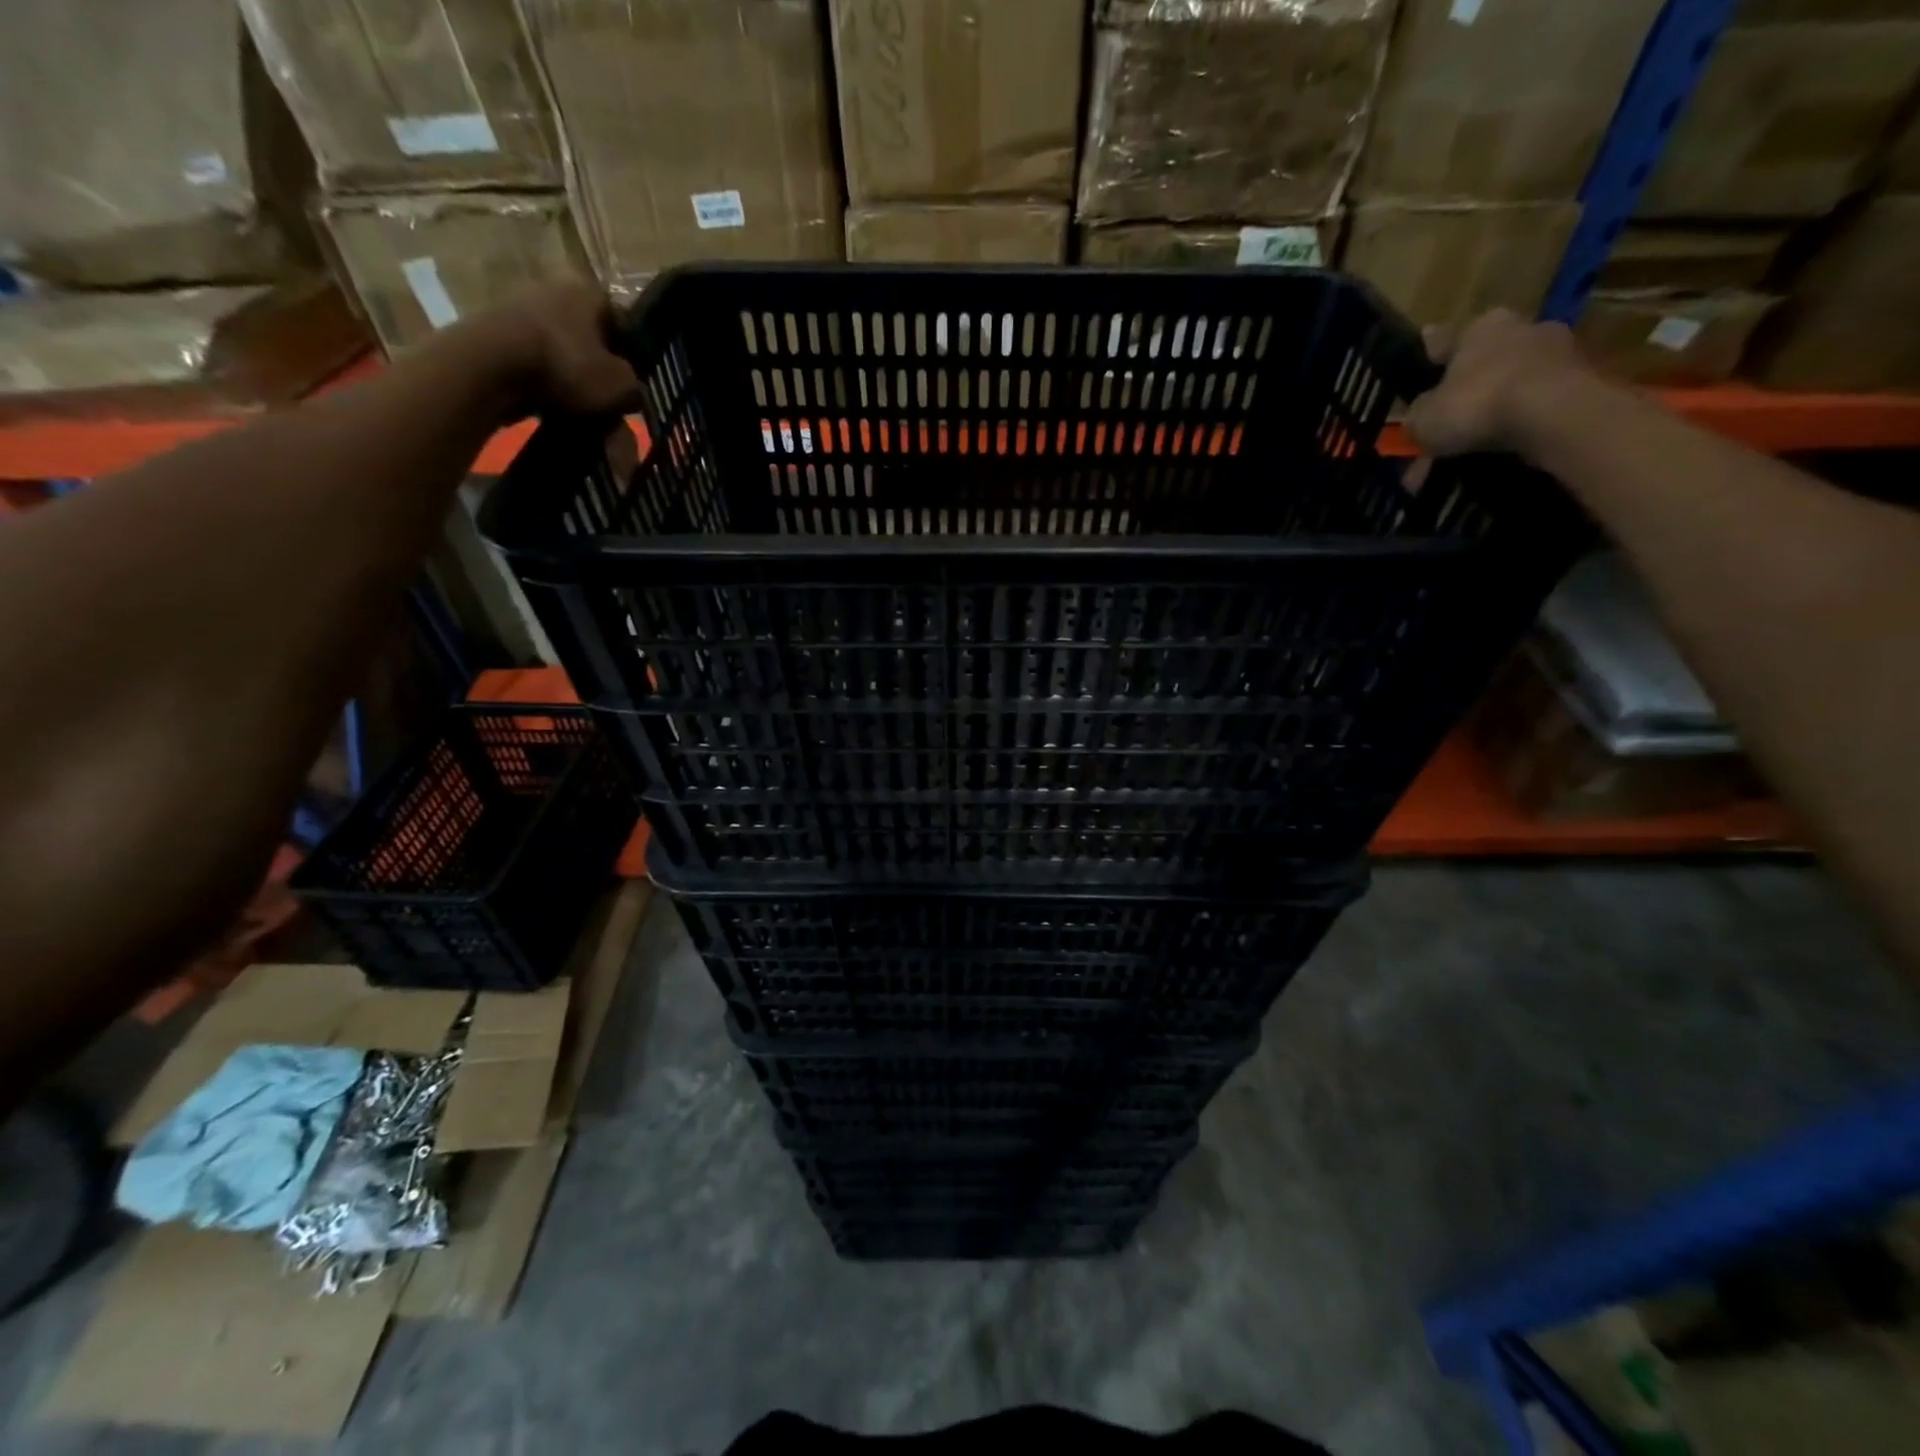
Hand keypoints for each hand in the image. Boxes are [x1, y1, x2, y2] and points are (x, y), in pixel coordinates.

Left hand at [465, 281, 642, 418]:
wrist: (488, 366)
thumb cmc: (566, 366)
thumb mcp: (621, 385)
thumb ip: (635, 387)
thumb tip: (632, 391)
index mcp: (589, 291)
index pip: (624, 324)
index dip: (634, 358)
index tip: (635, 388)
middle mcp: (555, 289)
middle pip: (592, 341)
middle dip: (602, 376)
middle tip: (610, 408)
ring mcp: (521, 308)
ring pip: (564, 355)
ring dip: (574, 384)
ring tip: (582, 415)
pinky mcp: (496, 333)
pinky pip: (536, 364)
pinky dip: (546, 385)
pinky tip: (552, 409)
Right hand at [1403, 309, 1589, 459]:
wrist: (1555, 414)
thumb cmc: (1478, 403)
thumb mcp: (1423, 418)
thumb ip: (1416, 416)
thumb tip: (1418, 419)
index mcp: (1478, 327)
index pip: (1443, 339)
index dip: (1428, 358)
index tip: (1421, 366)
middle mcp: (1520, 329)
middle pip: (1482, 364)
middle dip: (1462, 395)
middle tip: (1444, 426)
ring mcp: (1557, 353)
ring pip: (1509, 388)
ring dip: (1490, 416)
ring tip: (1469, 452)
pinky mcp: (1582, 382)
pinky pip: (1535, 408)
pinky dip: (1516, 429)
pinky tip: (1498, 455)